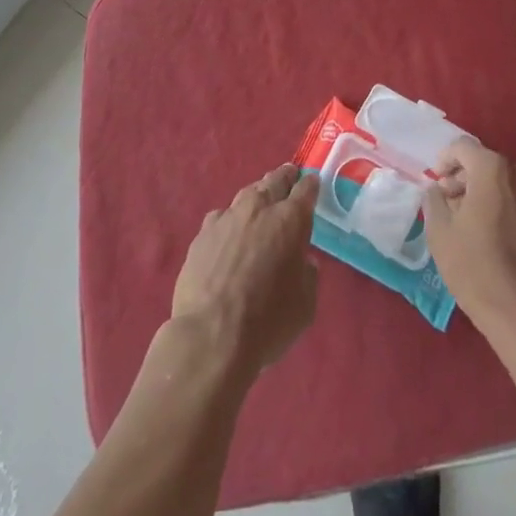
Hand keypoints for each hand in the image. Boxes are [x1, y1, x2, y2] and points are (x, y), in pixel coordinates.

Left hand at [170, 164, 319, 377]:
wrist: (210, 337)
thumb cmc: (267, 322)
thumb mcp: (305, 305)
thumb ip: (308, 274)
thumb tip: (303, 261)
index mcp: (290, 220)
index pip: (306, 188)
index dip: (311, 185)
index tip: (313, 185)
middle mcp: (259, 208)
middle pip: (275, 180)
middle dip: (285, 178)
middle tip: (290, 178)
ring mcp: (227, 217)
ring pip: (247, 194)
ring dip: (257, 196)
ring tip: (260, 205)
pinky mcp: (203, 233)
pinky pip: (222, 217)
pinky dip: (230, 220)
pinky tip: (229, 234)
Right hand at [423, 139, 515, 335]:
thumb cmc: (476, 269)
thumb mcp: (440, 232)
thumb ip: (434, 199)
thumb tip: (437, 189)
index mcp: (493, 169)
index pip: (462, 147)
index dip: (445, 160)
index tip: (436, 182)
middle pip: (486, 163)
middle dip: (465, 178)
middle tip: (450, 203)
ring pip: (506, 182)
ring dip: (486, 193)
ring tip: (471, 222)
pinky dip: (506, 208)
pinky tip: (495, 236)